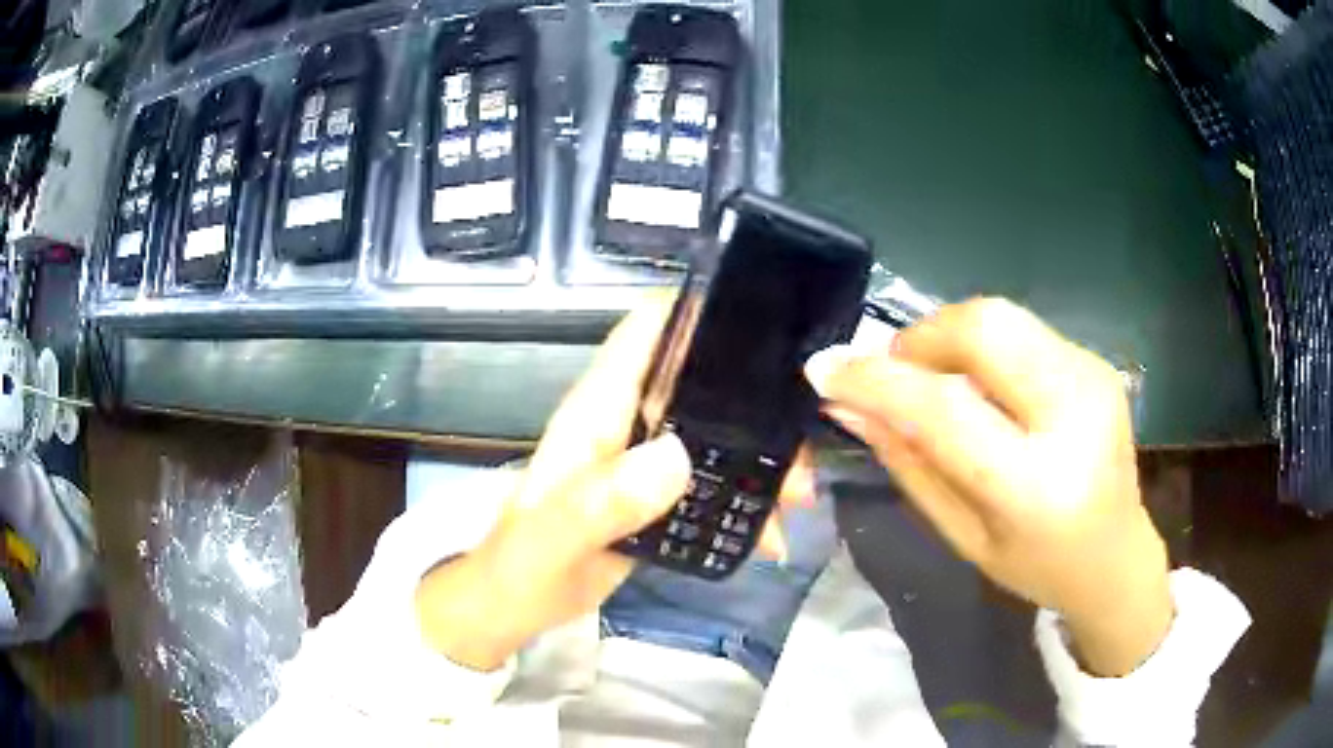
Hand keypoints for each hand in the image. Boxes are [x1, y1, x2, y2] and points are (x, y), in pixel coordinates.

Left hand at [416, 297, 815, 671]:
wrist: (515, 606)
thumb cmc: (521, 565)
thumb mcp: (553, 539)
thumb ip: (601, 501)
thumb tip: (676, 457)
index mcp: (597, 411)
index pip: (647, 332)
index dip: (700, 308)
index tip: (768, 315)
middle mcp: (627, 423)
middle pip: (701, 382)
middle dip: (758, 401)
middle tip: (804, 442)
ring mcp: (645, 462)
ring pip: (717, 435)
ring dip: (762, 459)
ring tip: (799, 497)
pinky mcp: (658, 498)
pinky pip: (713, 483)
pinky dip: (746, 502)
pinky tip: (773, 536)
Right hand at [805, 298, 1171, 675]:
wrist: (1115, 556)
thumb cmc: (1036, 566)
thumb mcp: (963, 535)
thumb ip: (908, 464)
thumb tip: (848, 404)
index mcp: (1037, 485)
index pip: (946, 409)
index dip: (878, 381)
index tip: (825, 369)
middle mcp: (1075, 415)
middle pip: (984, 327)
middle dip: (921, 338)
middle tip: (895, 373)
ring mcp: (1093, 377)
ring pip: (1001, 316)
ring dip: (949, 338)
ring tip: (934, 381)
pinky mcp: (1095, 361)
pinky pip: (1021, 330)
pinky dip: (982, 347)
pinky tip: (982, 386)